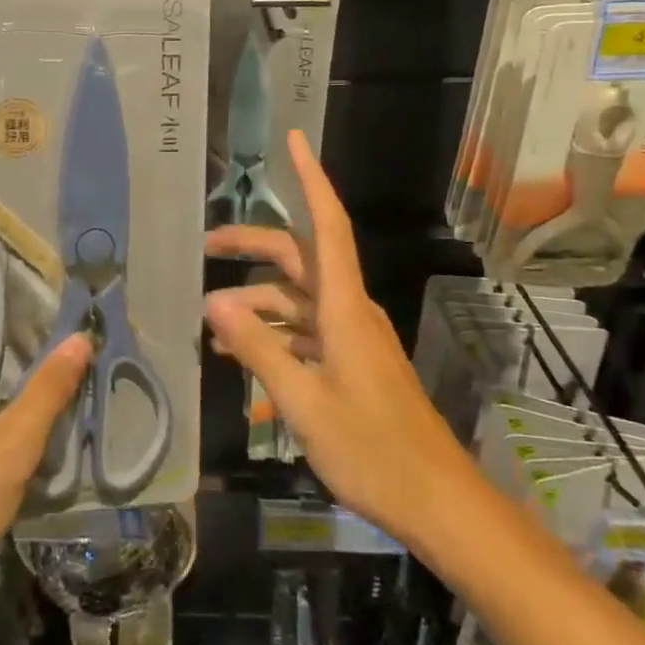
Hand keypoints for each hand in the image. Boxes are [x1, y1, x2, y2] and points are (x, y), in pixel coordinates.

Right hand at [204, 131, 471, 549]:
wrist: (438, 504)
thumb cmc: (373, 450)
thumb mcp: (304, 401)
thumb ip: (258, 348)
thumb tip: (213, 302)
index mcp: (344, 308)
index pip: (327, 225)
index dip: (311, 179)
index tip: (294, 141)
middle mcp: (349, 311)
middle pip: (299, 259)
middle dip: (252, 247)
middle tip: (205, 248)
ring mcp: (352, 338)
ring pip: (298, 301)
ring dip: (257, 303)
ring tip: (211, 325)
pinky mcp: (353, 364)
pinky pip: (306, 333)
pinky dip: (274, 336)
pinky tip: (243, 358)